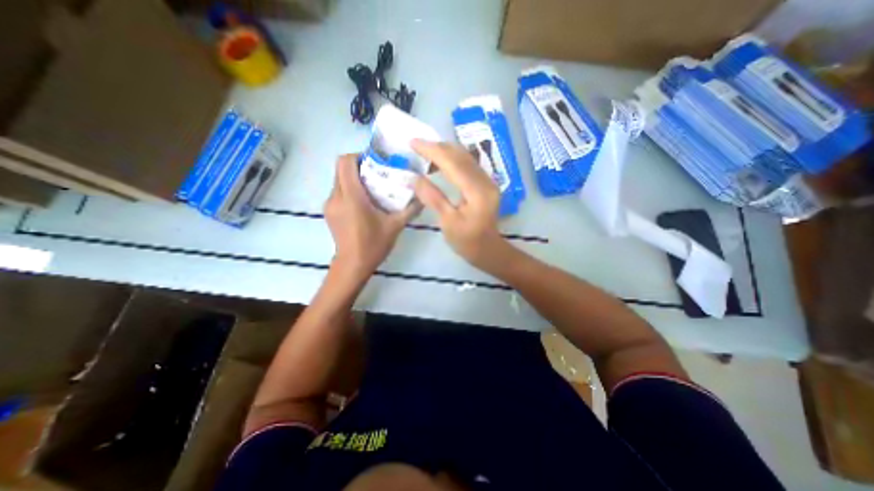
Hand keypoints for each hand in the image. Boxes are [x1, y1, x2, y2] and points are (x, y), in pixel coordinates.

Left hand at [326, 156, 417, 280]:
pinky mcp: (329, 212)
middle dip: (358, 166)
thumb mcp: (395, 226)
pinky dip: (350, 190)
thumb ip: (410, 209)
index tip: (375, 161)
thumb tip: (423, 197)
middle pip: (340, 169)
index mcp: (352, 197)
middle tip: (377, 173)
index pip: (345, 163)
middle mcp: (336, 197)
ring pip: (339, 180)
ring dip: (354, 178)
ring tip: (373, 188)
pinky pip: (338, 192)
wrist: (352, 265)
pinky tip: (364, 203)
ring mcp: (330, 205)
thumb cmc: (373, 245)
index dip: (358, 156)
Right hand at [412, 139, 513, 271]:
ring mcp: (488, 181)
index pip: (453, 163)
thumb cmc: (467, 241)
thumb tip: (415, 178)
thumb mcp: (448, 223)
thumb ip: (433, 198)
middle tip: (416, 144)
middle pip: (461, 155)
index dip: (432, 151)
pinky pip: (468, 164)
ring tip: (425, 152)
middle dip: (437, 147)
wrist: (489, 250)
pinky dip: (452, 159)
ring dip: (445, 151)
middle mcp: (486, 181)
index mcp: (477, 192)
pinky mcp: (486, 183)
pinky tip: (440, 163)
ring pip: (465, 157)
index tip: (413, 143)